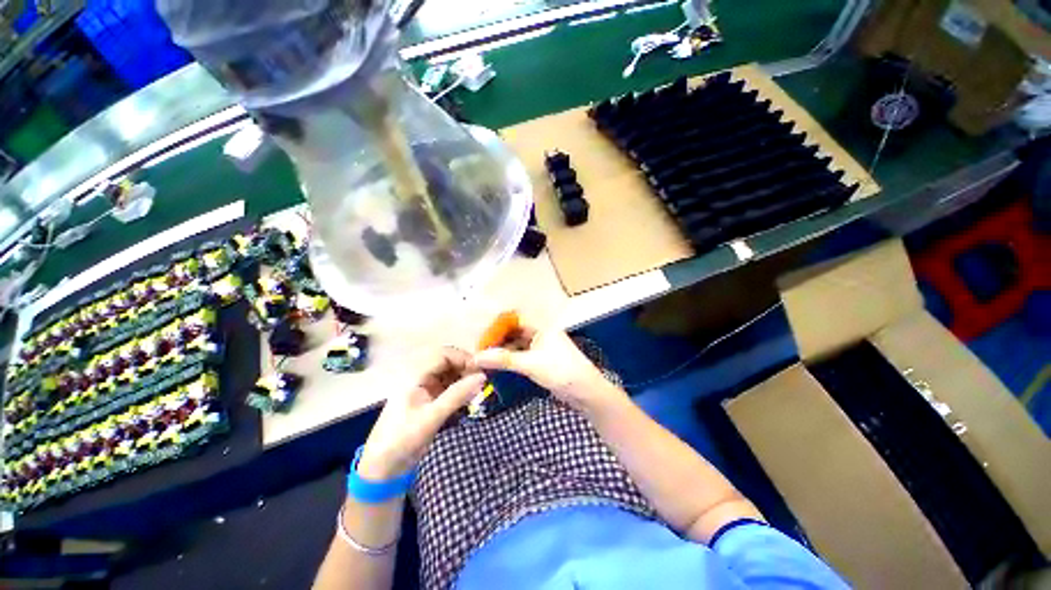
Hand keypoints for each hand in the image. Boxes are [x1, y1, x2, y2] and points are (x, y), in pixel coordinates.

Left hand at [358, 347, 484, 479]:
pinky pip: (448, 387)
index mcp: (415, 375)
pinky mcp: (429, 399)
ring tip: (477, 390)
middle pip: (448, 362)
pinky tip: (468, 398)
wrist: (384, 467)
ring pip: (449, 374)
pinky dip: (460, 389)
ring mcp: (425, 388)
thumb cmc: (403, 439)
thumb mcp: (432, 417)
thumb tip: (482, 376)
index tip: (480, 369)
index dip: (463, 358)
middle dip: (465, 368)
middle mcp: (421, 377)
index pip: (443, 354)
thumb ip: (457, 395)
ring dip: (464, 379)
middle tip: (481, 380)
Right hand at [473, 321, 624, 412]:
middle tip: (478, 347)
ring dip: (502, 350)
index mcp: (541, 327)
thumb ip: (504, 359)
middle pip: (514, 332)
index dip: (497, 326)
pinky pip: (521, 356)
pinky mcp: (542, 361)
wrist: (585, 392)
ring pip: (517, 345)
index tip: (480, 335)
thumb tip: (476, 357)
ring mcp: (541, 348)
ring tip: (483, 356)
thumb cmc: (560, 371)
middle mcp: (541, 334)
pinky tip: (497, 364)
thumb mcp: (531, 364)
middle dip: (498, 339)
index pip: (514, 320)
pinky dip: (510, 359)